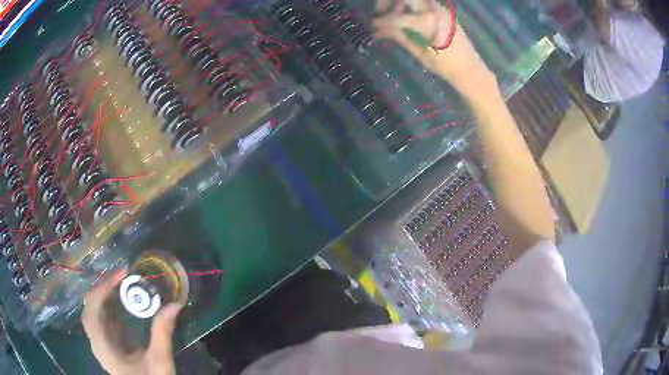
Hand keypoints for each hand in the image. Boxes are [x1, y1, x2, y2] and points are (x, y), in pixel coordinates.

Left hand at [82, 268, 181, 374]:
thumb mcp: (159, 362)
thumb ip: (163, 334)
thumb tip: (174, 304)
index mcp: (103, 346)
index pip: (93, 307)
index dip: (104, 286)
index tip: (124, 273)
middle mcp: (96, 340)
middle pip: (90, 305)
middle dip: (104, 285)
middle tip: (124, 274)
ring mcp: (100, 341)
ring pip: (95, 309)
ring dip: (107, 292)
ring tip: (124, 281)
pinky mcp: (107, 342)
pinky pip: (102, 316)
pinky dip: (110, 303)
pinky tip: (122, 299)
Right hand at [373, 2, 498, 101]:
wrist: (471, 70)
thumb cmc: (445, 66)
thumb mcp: (419, 52)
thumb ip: (399, 36)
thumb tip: (379, 30)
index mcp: (427, 22)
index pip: (397, 17)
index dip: (382, 20)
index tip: (374, 25)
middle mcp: (433, 10)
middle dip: (389, 3)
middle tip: (382, 13)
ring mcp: (441, 10)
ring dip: (402, 4)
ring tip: (395, 16)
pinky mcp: (445, 12)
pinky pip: (425, 3)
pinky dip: (413, 7)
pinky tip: (409, 18)